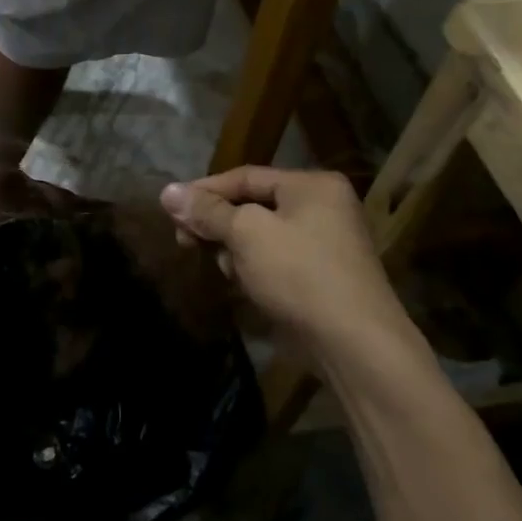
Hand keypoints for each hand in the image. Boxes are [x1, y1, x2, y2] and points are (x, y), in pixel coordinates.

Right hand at [160, 167, 424, 377]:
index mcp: (311, 185)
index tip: (170, 209)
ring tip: (225, 271)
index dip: (204, 191)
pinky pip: (275, 261)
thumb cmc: (299, 274)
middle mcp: (322, 208)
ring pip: (260, 236)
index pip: (245, 176)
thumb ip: (207, 211)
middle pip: (252, 206)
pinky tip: (243, 286)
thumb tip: (167, 191)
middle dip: (217, 224)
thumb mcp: (246, 234)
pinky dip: (254, 270)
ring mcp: (324, 244)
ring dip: (234, 251)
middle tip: (185, 242)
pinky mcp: (320, 278)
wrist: (354, 344)